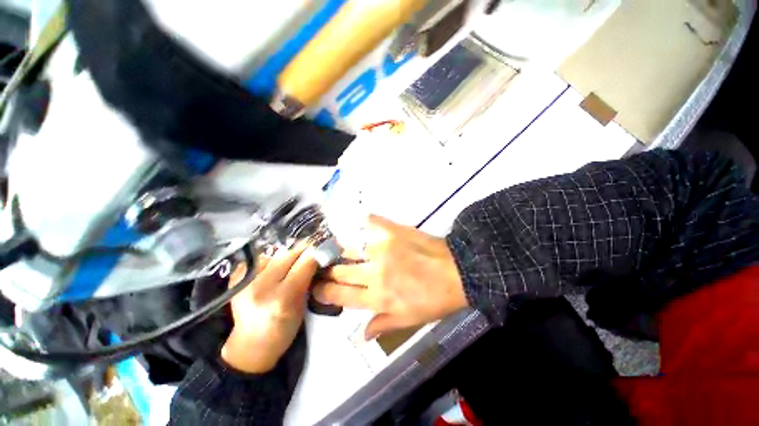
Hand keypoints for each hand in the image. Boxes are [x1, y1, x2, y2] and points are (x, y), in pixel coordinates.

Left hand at [221, 243, 317, 372]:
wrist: (249, 345)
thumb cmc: (282, 330)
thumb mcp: (302, 307)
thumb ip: (308, 279)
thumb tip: (316, 255)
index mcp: (282, 297)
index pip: (305, 263)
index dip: (316, 253)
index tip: (323, 249)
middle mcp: (261, 286)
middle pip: (288, 254)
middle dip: (302, 250)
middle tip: (310, 252)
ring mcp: (245, 280)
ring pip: (275, 253)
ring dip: (287, 255)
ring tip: (290, 264)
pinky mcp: (235, 278)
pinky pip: (261, 259)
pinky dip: (271, 260)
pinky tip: (273, 270)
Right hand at [313, 215, 467, 339]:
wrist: (457, 271)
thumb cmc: (434, 299)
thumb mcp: (410, 320)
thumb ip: (383, 324)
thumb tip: (362, 335)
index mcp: (378, 297)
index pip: (341, 296)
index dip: (324, 292)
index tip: (315, 287)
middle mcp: (374, 273)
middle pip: (341, 271)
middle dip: (327, 271)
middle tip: (321, 266)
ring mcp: (382, 249)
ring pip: (349, 247)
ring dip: (338, 248)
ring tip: (333, 246)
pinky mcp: (392, 231)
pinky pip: (369, 223)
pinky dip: (360, 222)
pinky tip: (354, 223)